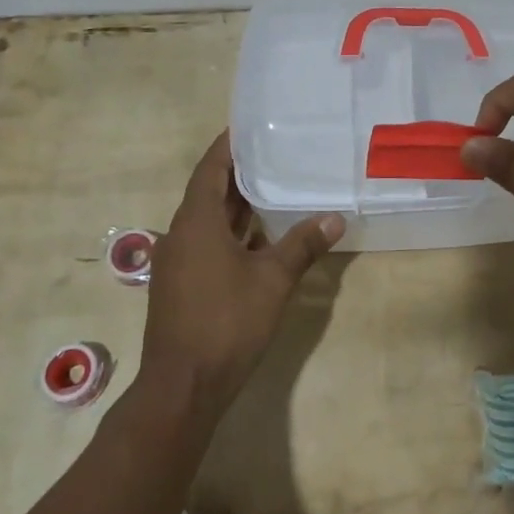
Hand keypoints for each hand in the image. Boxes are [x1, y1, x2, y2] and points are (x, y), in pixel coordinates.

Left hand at [142, 132, 343, 421]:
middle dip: (239, 174)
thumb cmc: (226, 322)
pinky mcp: (180, 285)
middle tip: (275, 154)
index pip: (210, 168)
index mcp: (196, 221)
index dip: (227, 146)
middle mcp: (180, 234)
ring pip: (208, 221)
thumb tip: (336, 218)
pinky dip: (232, 234)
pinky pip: (206, 244)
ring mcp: (177, 262)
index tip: (249, 127)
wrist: (183, 386)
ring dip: (236, 206)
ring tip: (274, 188)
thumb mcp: (273, 279)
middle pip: (209, 192)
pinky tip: (260, 239)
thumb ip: (303, 244)